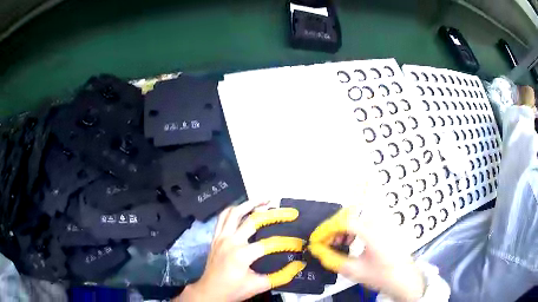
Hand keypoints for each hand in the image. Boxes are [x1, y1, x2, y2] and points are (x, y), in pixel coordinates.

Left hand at [175, 200, 303, 301]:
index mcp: (242, 255)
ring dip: (250, 204)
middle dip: (274, 215)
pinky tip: (244, 209)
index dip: (287, 243)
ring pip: (235, 212)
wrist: (210, 291)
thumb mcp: (259, 285)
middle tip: (288, 212)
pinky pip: (223, 217)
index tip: (299, 243)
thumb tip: (299, 265)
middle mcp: (231, 241)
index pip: (270, 243)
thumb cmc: (234, 290)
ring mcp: (221, 237)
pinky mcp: (215, 237)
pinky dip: (234, 210)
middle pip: (254, 220)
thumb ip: (281, 276)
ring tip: (265, 200)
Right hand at [309, 207, 425, 301]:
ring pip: (358, 217)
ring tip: (340, 244)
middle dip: (335, 228)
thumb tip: (318, 251)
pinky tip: (352, 242)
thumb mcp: (355, 271)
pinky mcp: (386, 227)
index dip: (327, 230)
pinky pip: (365, 221)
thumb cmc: (383, 275)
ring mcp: (384, 223)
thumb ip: (333, 260)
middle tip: (328, 243)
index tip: (317, 239)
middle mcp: (379, 223)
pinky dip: (354, 229)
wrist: (404, 279)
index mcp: (373, 232)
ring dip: (344, 228)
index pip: (344, 222)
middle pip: (351, 215)